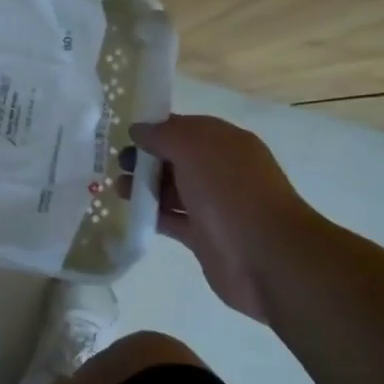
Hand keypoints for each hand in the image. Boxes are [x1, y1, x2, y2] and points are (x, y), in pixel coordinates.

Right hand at [121, 114, 321, 320]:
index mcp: (226, 143)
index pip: (186, 128)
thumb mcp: (194, 147)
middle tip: (118, 164)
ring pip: (172, 189)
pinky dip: (152, 215)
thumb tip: (138, 129)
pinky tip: (130, 213)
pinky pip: (172, 219)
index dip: (156, 129)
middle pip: (177, 159)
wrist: (265, 256)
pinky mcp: (204, 236)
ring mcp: (213, 205)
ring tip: (117, 189)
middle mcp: (221, 170)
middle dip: (146, 159)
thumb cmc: (230, 191)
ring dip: (144, 187)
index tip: (125, 135)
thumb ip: (163, 134)